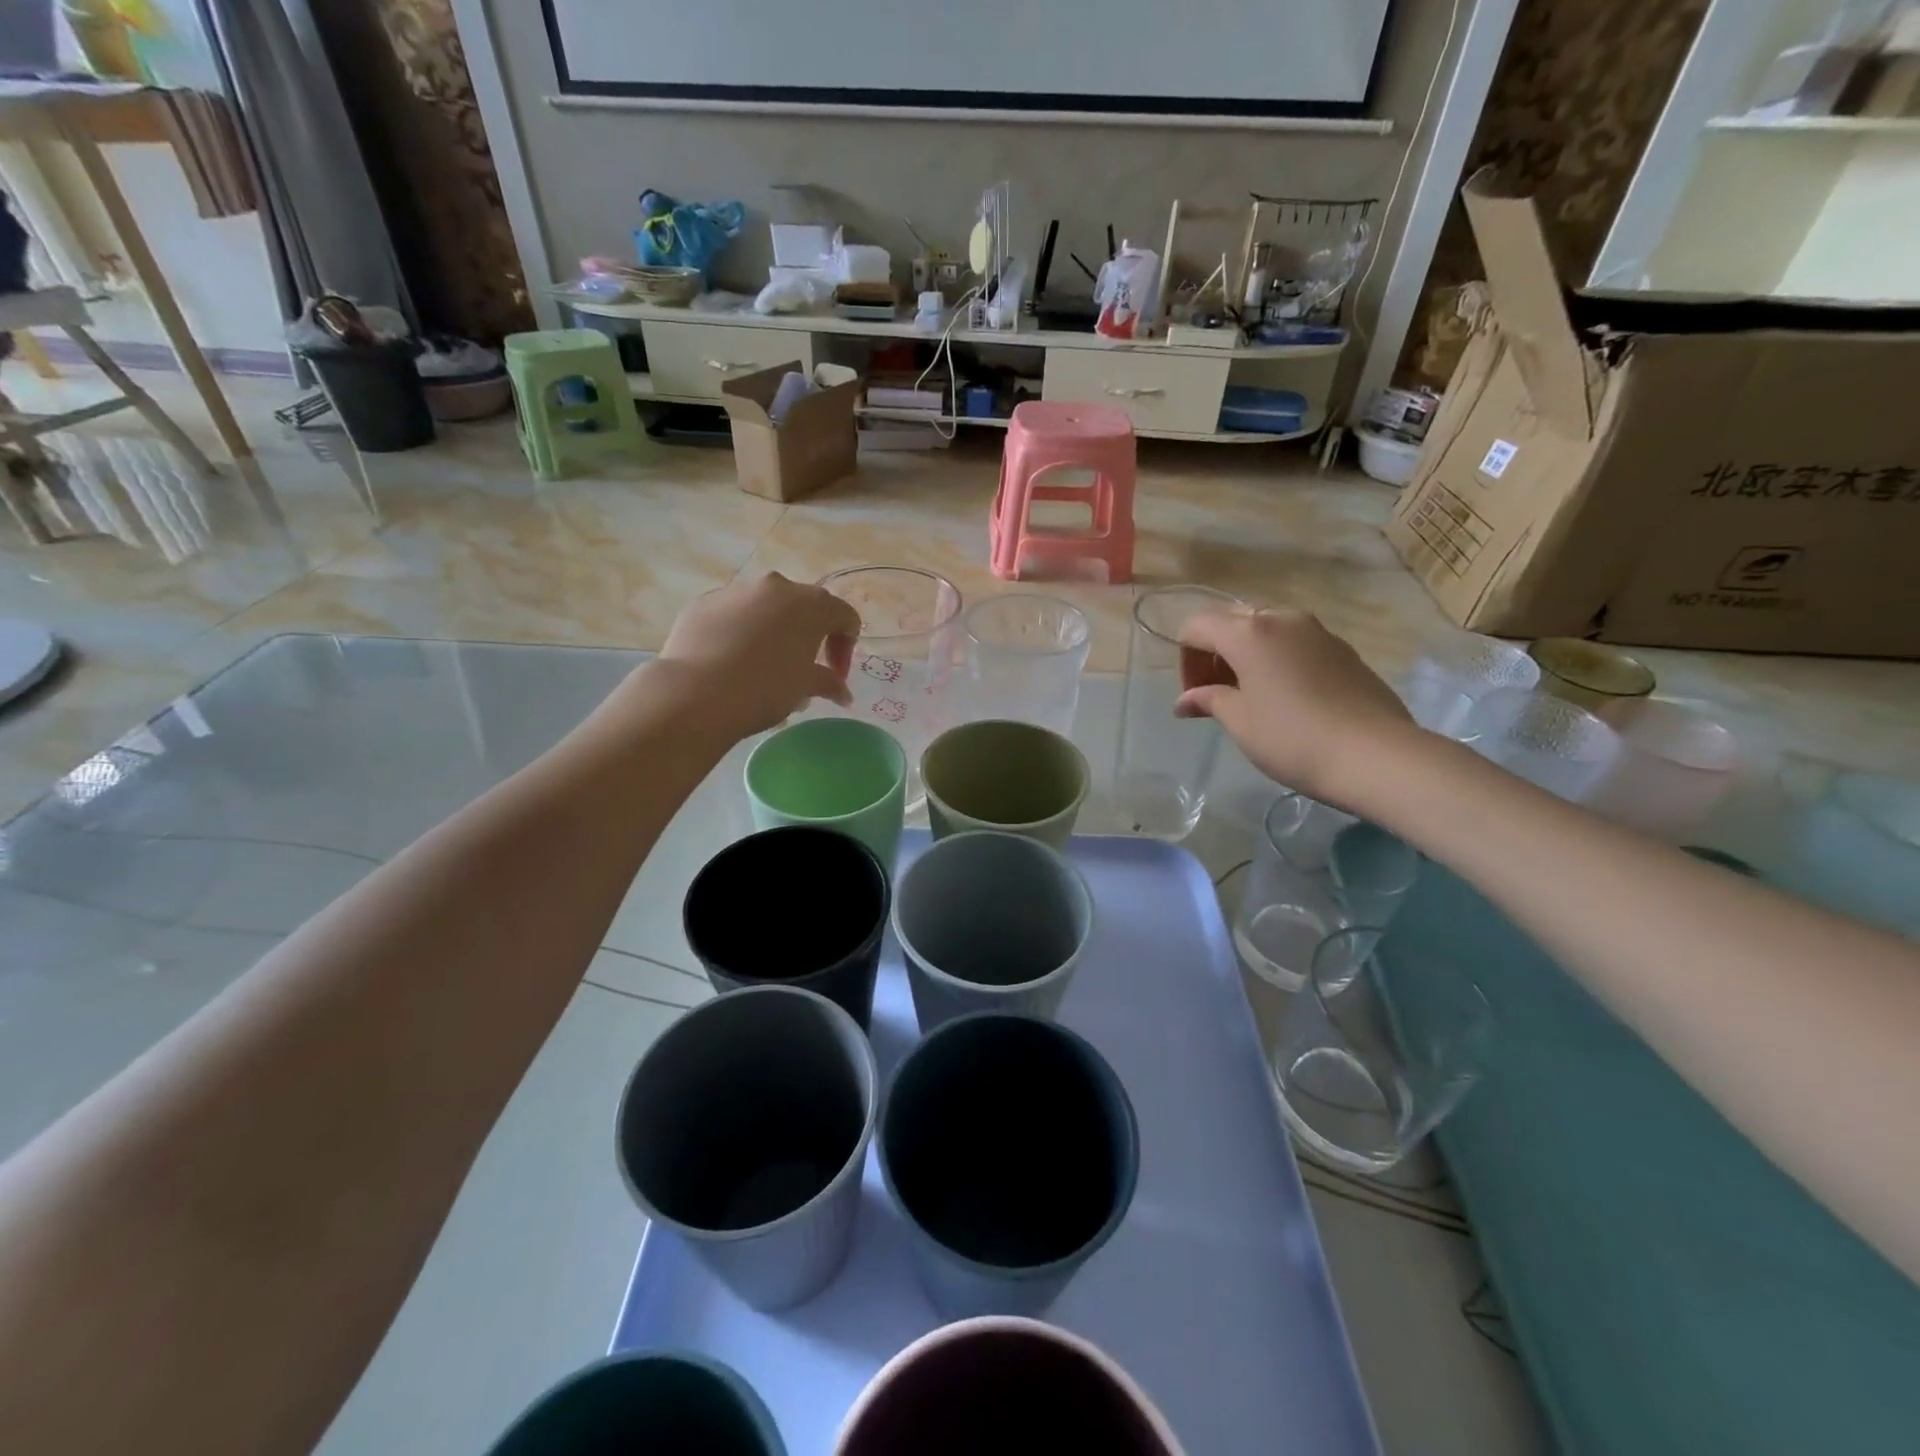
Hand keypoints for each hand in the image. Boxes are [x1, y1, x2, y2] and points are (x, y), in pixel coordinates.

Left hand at [650, 573, 861, 736]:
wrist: (695, 694)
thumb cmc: (765, 688)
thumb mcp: (804, 688)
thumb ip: (828, 682)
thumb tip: (842, 693)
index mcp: (810, 604)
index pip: (844, 617)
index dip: (846, 648)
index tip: (835, 677)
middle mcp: (775, 587)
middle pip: (804, 607)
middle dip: (809, 636)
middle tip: (803, 669)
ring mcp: (736, 591)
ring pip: (765, 608)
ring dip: (773, 632)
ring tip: (763, 667)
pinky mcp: (703, 603)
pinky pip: (732, 615)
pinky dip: (739, 633)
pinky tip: (731, 662)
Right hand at [1175, 606, 1415, 805]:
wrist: (1375, 755)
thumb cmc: (1292, 737)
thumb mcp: (1239, 721)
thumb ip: (1208, 700)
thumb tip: (1185, 701)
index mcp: (1249, 632)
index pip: (1197, 627)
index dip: (1185, 660)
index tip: (1194, 697)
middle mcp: (1283, 619)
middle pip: (1232, 623)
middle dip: (1215, 655)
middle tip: (1216, 695)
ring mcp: (1318, 632)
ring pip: (1267, 632)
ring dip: (1247, 658)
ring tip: (1251, 698)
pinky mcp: (1343, 650)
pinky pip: (1296, 645)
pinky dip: (1277, 662)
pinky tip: (1286, 700)